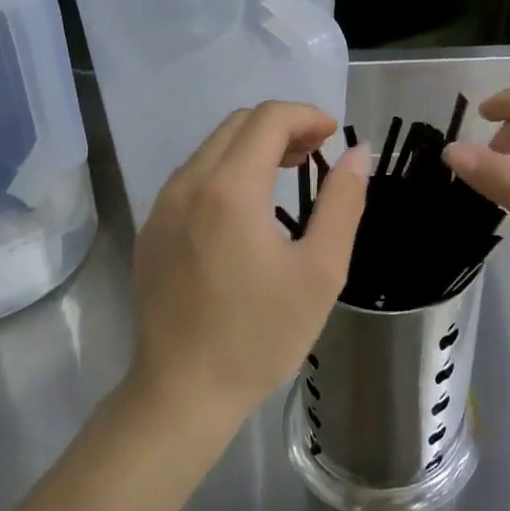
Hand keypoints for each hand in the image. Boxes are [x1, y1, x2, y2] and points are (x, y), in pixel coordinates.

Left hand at [130, 102, 367, 428]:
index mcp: (230, 189)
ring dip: (253, 148)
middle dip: (282, 127)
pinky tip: (247, 210)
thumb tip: (357, 153)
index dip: (307, 116)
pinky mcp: (152, 229)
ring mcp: (162, 206)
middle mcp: (188, 184)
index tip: (334, 137)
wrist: (182, 394)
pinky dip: (227, 171)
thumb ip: (342, 202)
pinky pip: (193, 177)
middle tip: (316, 156)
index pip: (268, 119)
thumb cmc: (260, 335)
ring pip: (212, 148)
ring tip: (287, 176)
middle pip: (237, 125)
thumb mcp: (321, 271)